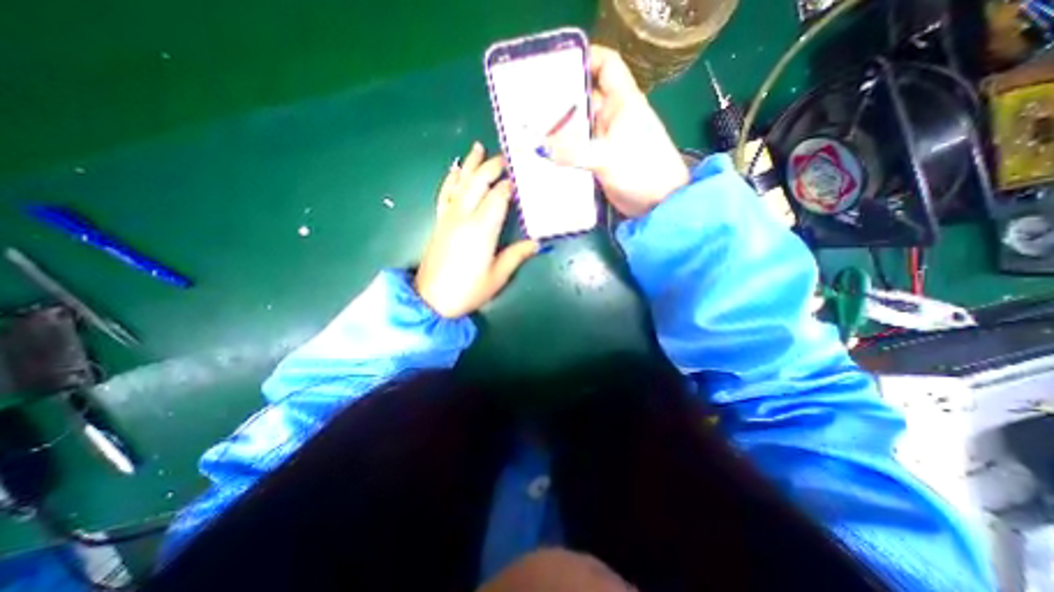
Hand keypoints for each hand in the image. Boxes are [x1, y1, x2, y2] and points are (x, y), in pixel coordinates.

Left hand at [417, 143, 538, 317]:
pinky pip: (445, 194)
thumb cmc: (468, 290)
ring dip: (471, 165)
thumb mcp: (498, 276)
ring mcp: (449, 217)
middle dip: (492, 167)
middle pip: (478, 183)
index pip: (498, 197)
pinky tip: (455, 170)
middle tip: (506, 158)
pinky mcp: (440, 222)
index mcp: (482, 229)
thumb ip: (517, 255)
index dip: (510, 185)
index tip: (521, 177)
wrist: (431, 300)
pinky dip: (451, 179)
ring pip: (460, 183)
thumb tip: (537, 243)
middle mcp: (464, 216)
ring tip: (478, 147)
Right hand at [542, 44, 692, 216]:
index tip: (557, 65)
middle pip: (583, 99)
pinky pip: (578, 150)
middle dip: (559, 101)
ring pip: (578, 128)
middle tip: (529, 107)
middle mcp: (612, 117)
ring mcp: (605, 140)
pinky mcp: (600, 161)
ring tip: (530, 132)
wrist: (658, 204)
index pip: (606, 65)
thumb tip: (539, 148)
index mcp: (622, 102)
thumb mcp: (607, 158)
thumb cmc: (642, 171)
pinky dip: (564, 152)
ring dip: (558, 131)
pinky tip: (545, 155)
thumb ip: (573, 152)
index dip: (586, 58)